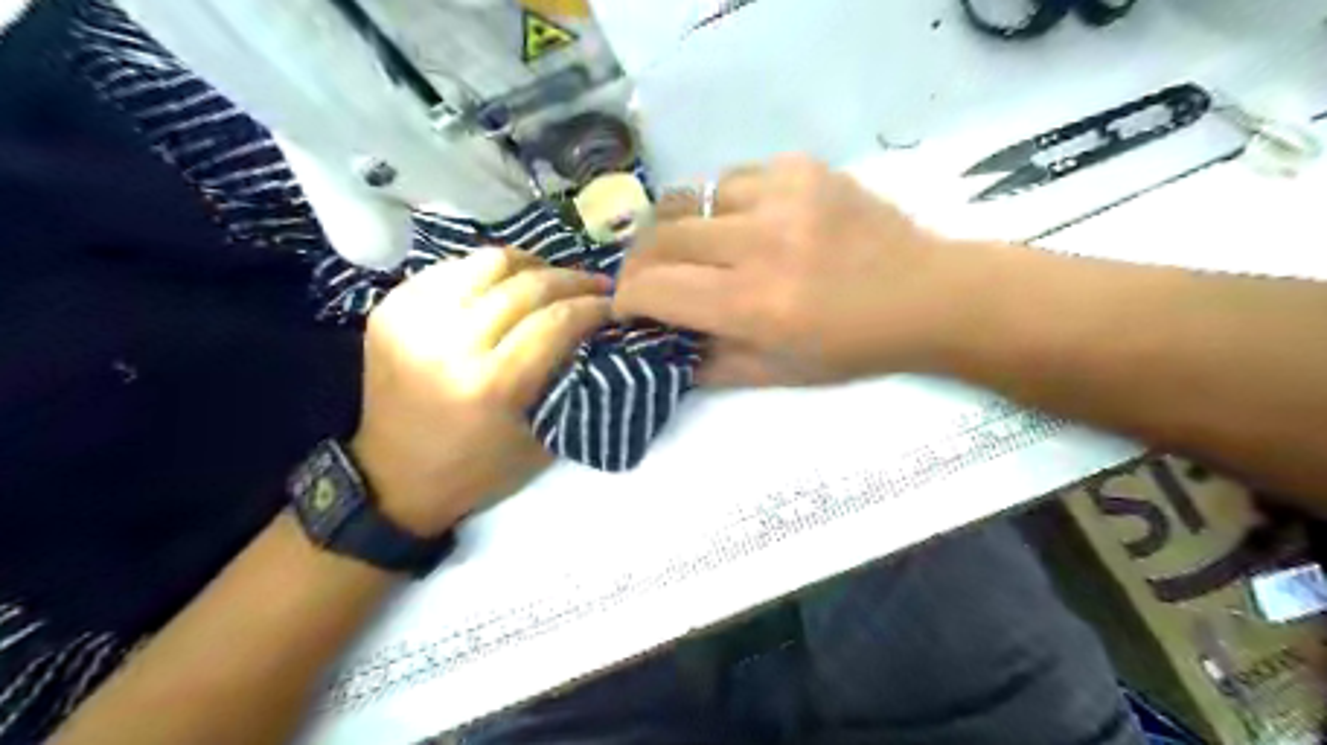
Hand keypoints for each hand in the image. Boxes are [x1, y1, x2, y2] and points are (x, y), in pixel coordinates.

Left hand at [344, 250, 606, 535]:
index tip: (615, 303)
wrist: (395, 478)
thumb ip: (570, 383)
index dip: (593, 305)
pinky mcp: (390, 309)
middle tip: (596, 283)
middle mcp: (448, 345)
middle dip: (572, 279)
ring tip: (552, 277)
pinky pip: (452, 269)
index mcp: (490, 386)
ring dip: (531, 265)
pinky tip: (505, 285)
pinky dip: (487, 272)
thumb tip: (597, 332)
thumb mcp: (541, 440)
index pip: (556, 321)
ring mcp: (412, 321)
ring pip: (488, 263)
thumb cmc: (478, 470)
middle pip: (526, 285)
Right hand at [616, 157, 970, 390]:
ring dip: (685, 229)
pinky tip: (749, 224)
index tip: (628, 307)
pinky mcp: (804, 169)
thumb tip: (659, 347)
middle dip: (642, 262)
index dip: (627, 298)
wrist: (926, 295)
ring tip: (705, 250)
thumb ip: (708, 365)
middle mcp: (762, 245)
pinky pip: (735, 178)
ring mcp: (784, 197)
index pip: (655, 288)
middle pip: (661, 236)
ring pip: (693, 198)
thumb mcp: (777, 374)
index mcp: (754, 305)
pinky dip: (725, 204)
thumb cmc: (851, 348)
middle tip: (651, 278)